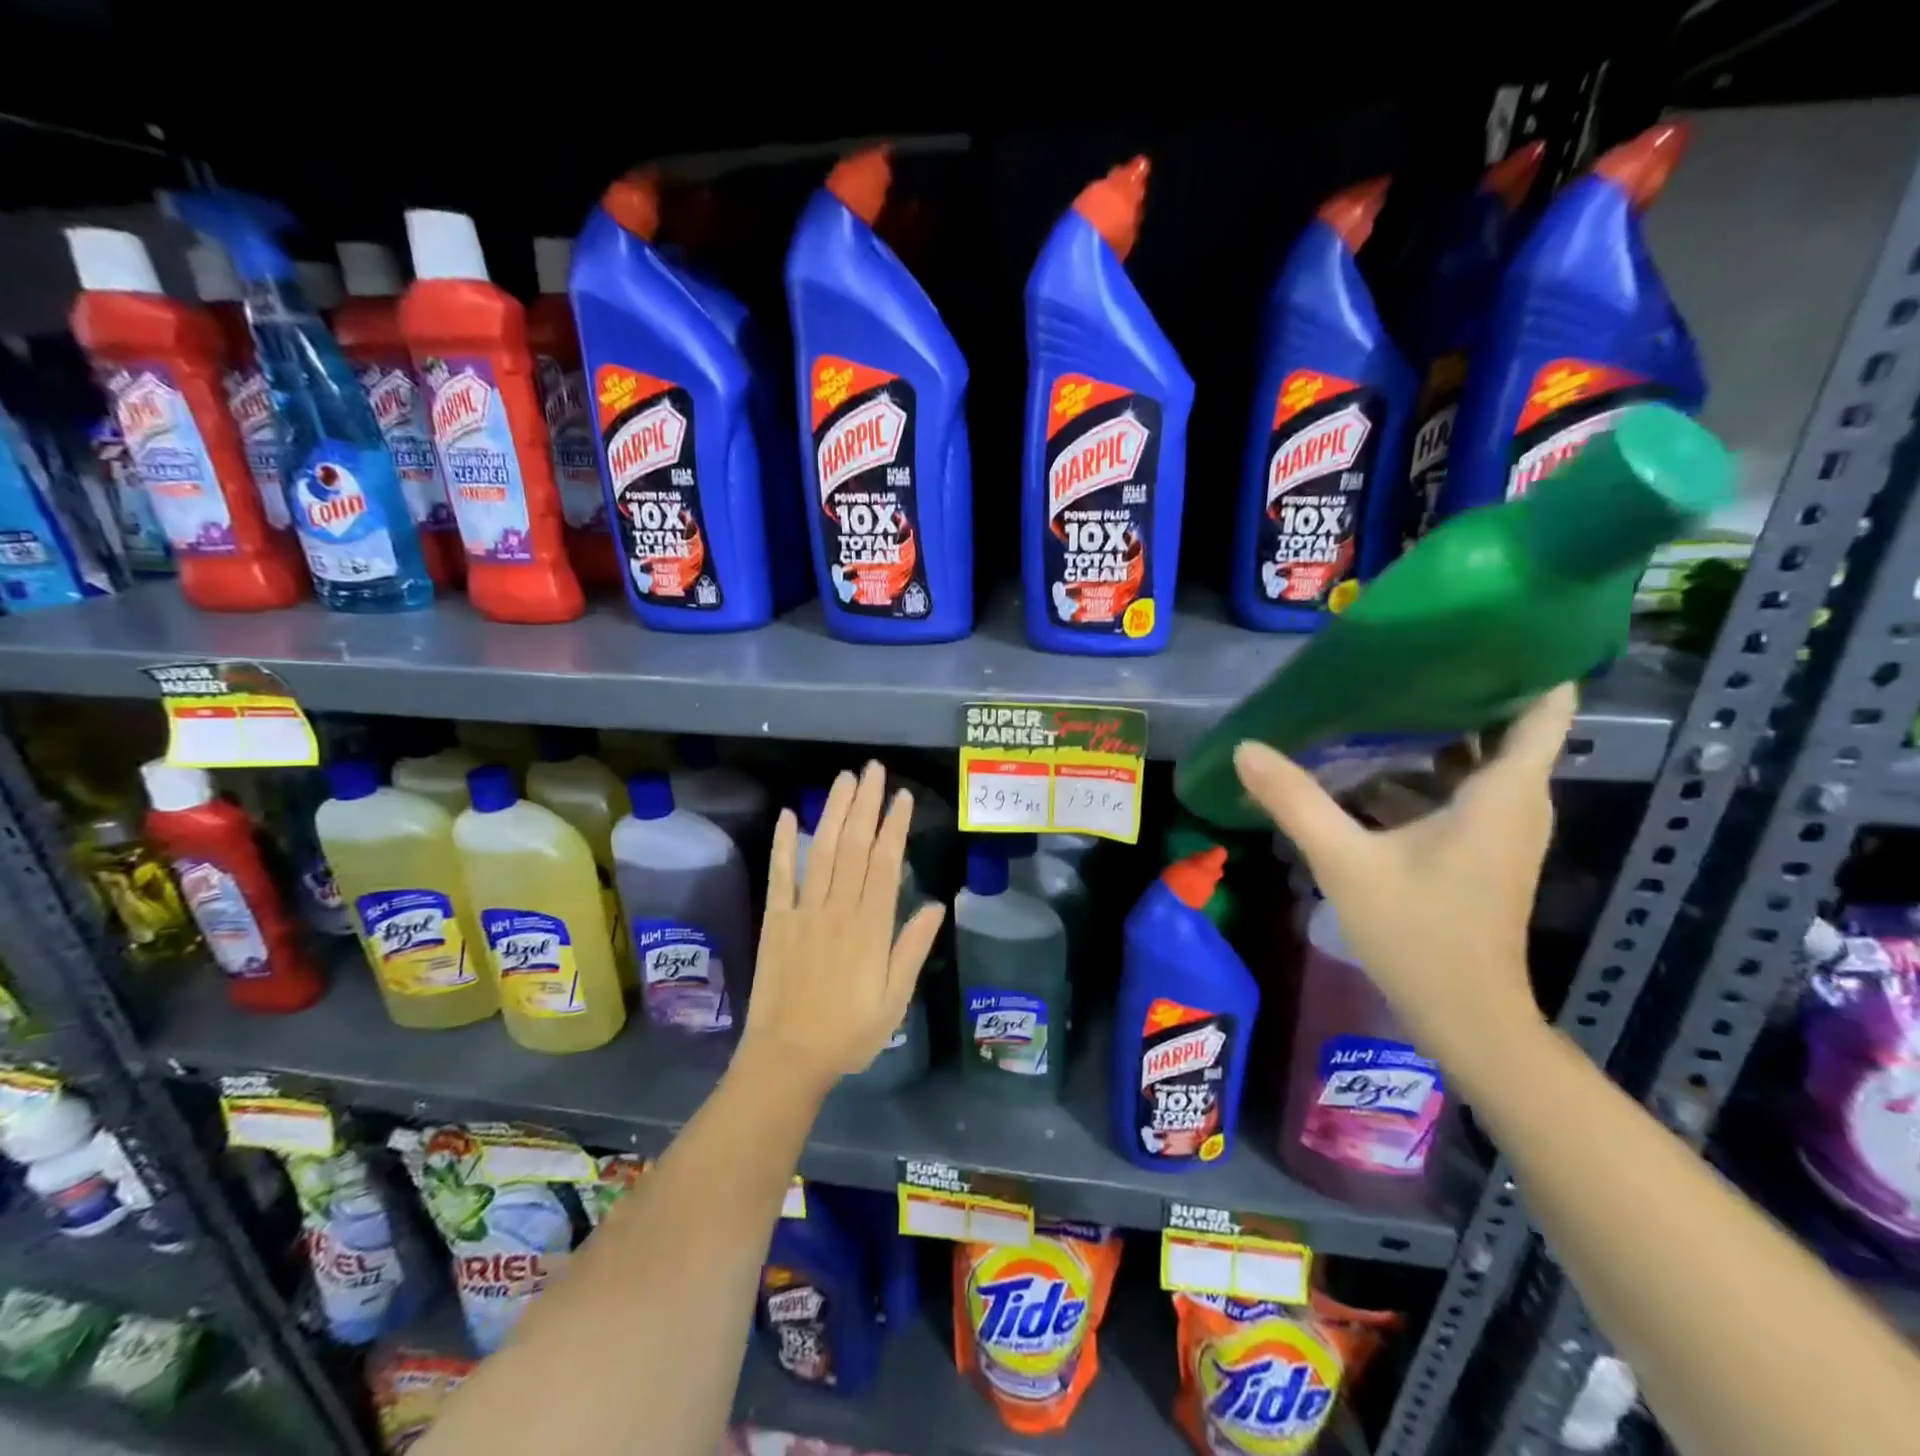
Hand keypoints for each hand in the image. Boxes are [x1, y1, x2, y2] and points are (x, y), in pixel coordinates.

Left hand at [739, 762, 945, 1094]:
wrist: (787, 1060)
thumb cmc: (849, 1033)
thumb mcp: (895, 1000)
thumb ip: (912, 949)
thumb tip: (934, 904)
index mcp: (870, 927)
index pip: (884, 864)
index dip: (894, 826)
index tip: (902, 796)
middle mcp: (838, 910)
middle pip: (853, 847)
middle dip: (866, 805)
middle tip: (874, 770)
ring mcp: (804, 912)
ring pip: (822, 852)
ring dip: (834, 812)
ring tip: (845, 779)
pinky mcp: (776, 921)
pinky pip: (780, 876)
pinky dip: (784, 844)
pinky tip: (790, 815)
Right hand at [1231, 685, 1575, 1061]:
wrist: (1465, 1017)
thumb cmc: (1419, 934)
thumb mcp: (1345, 862)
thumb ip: (1295, 801)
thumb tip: (1246, 748)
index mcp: (1503, 792)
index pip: (1546, 705)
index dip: (1527, 658)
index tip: (1479, 623)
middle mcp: (1515, 802)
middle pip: (1505, 724)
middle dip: (1462, 686)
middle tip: (1404, 654)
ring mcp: (1501, 829)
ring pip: (1478, 760)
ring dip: (1438, 731)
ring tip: (1380, 697)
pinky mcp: (1481, 851)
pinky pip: (1461, 791)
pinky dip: (1425, 772)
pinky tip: (1369, 768)